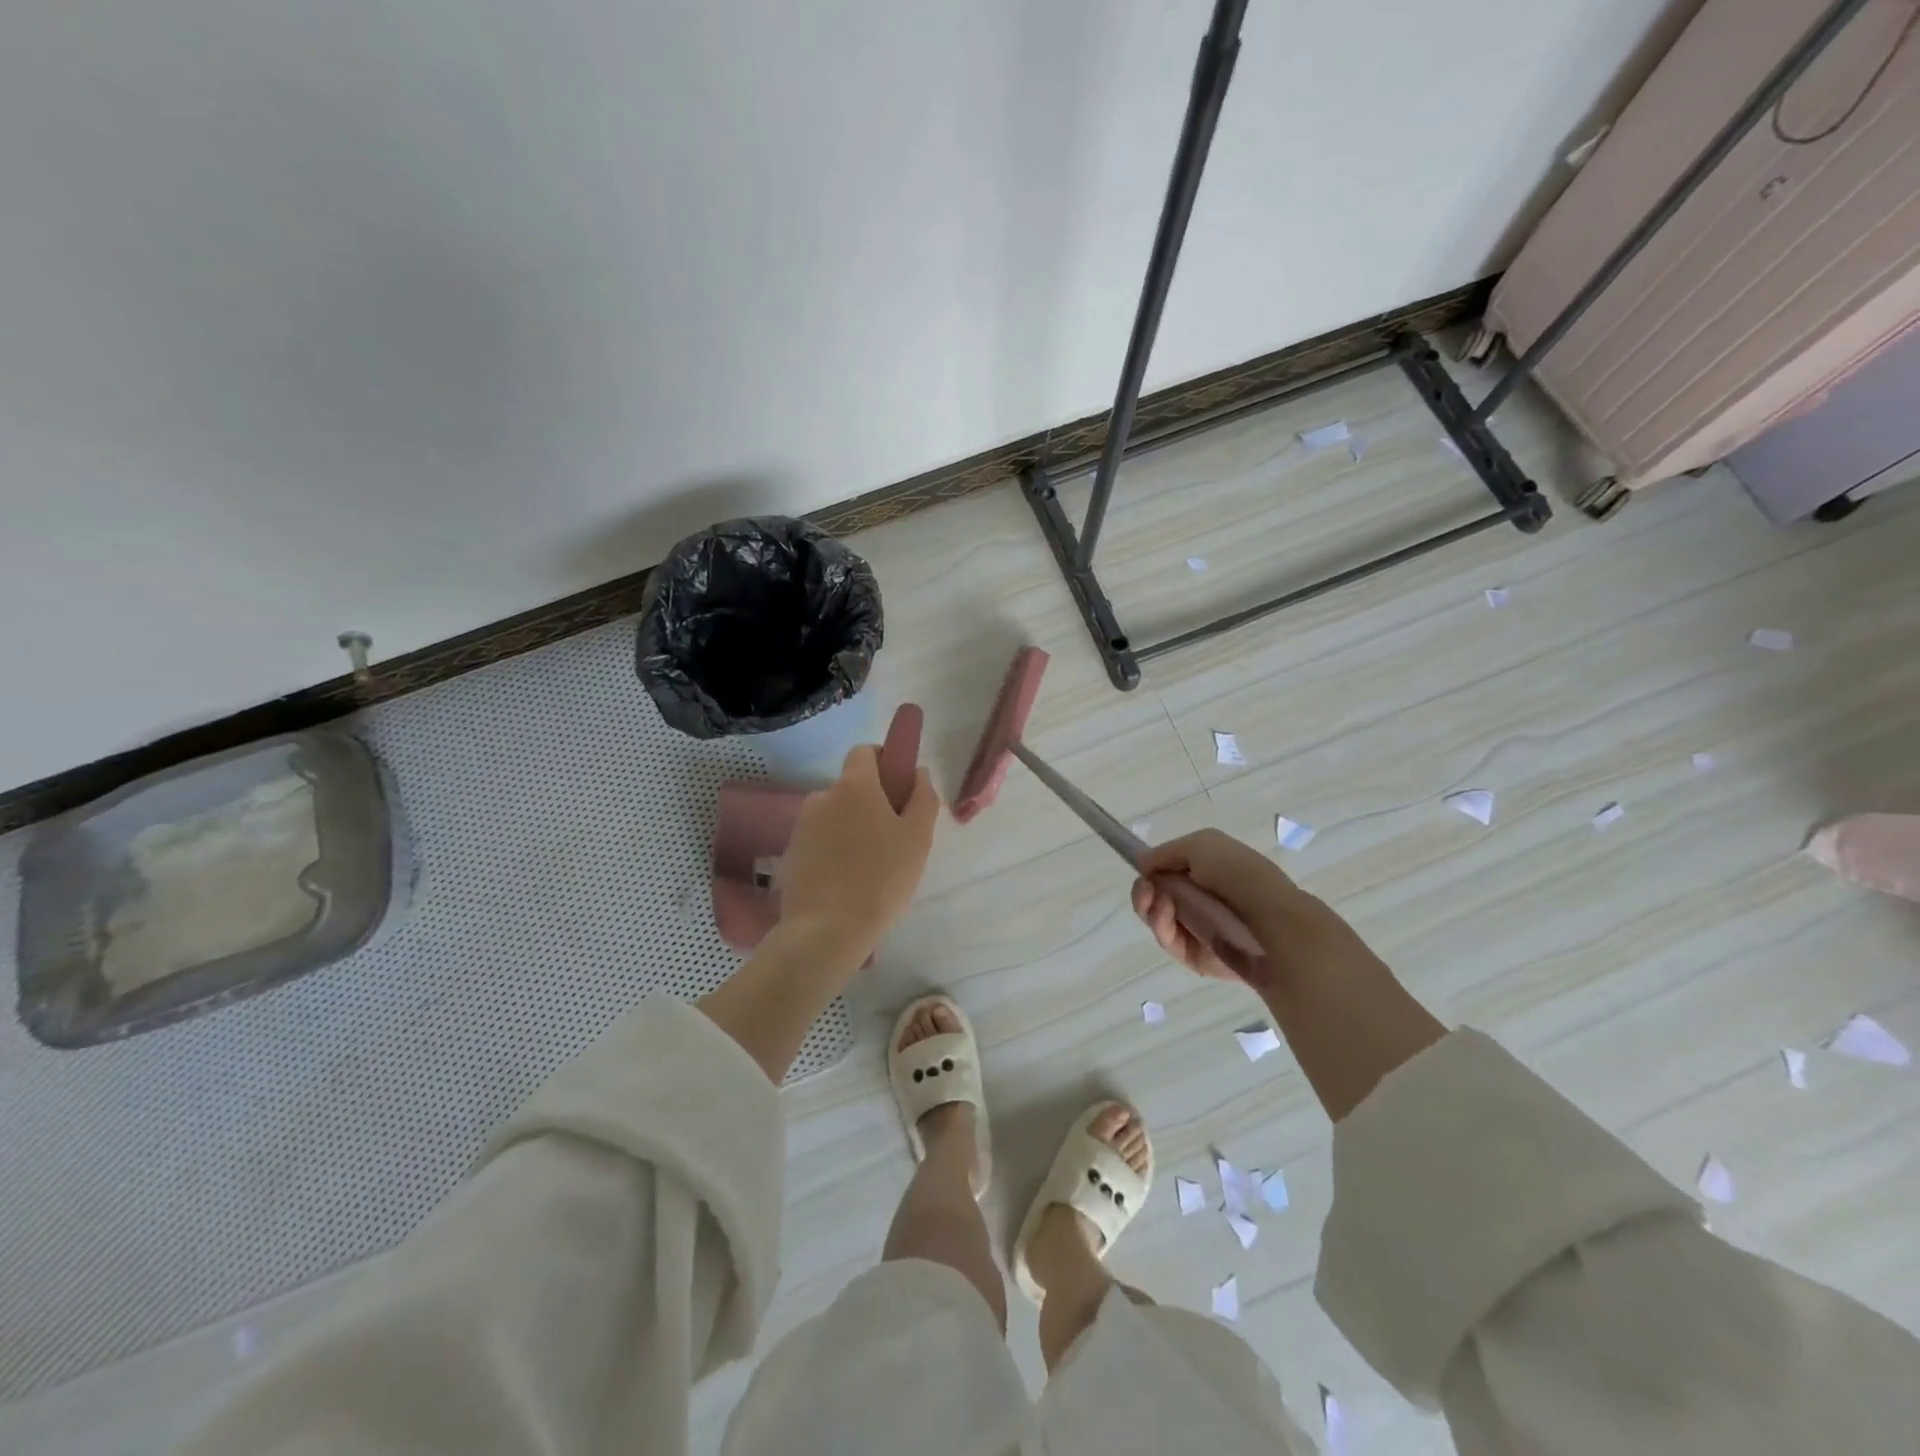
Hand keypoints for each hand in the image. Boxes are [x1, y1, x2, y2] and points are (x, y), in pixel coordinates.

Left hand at [778, 744, 939, 966]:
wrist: (826, 931)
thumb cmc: (881, 879)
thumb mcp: (918, 838)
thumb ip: (923, 798)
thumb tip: (918, 772)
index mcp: (854, 785)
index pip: (864, 752)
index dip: (883, 762)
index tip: (899, 788)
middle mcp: (822, 796)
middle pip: (851, 788)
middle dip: (870, 803)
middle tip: (892, 839)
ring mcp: (801, 826)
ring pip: (835, 816)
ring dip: (851, 829)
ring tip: (869, 867)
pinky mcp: (790, 854)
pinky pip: (819, 841)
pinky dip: (833, 851)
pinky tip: (847, 882)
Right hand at [1129, 828, 1355, 992]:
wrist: (1269, 920)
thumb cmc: (1238, 874)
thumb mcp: (1201, 844)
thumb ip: (1166, 852)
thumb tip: (1143, 863)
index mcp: (1209, 872)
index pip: (1169, 871)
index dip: (1152, 869)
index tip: (1143, 869)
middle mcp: (1202, 900)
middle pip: (1157, 896)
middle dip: (1144, 889)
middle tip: (1144, 888)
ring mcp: (1198, 929)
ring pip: (1157, 918)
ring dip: (1149, 905)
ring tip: (1157, 899)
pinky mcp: (1195, 956)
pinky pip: (1167, 940)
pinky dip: (1160, 925)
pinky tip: (1165, 912)